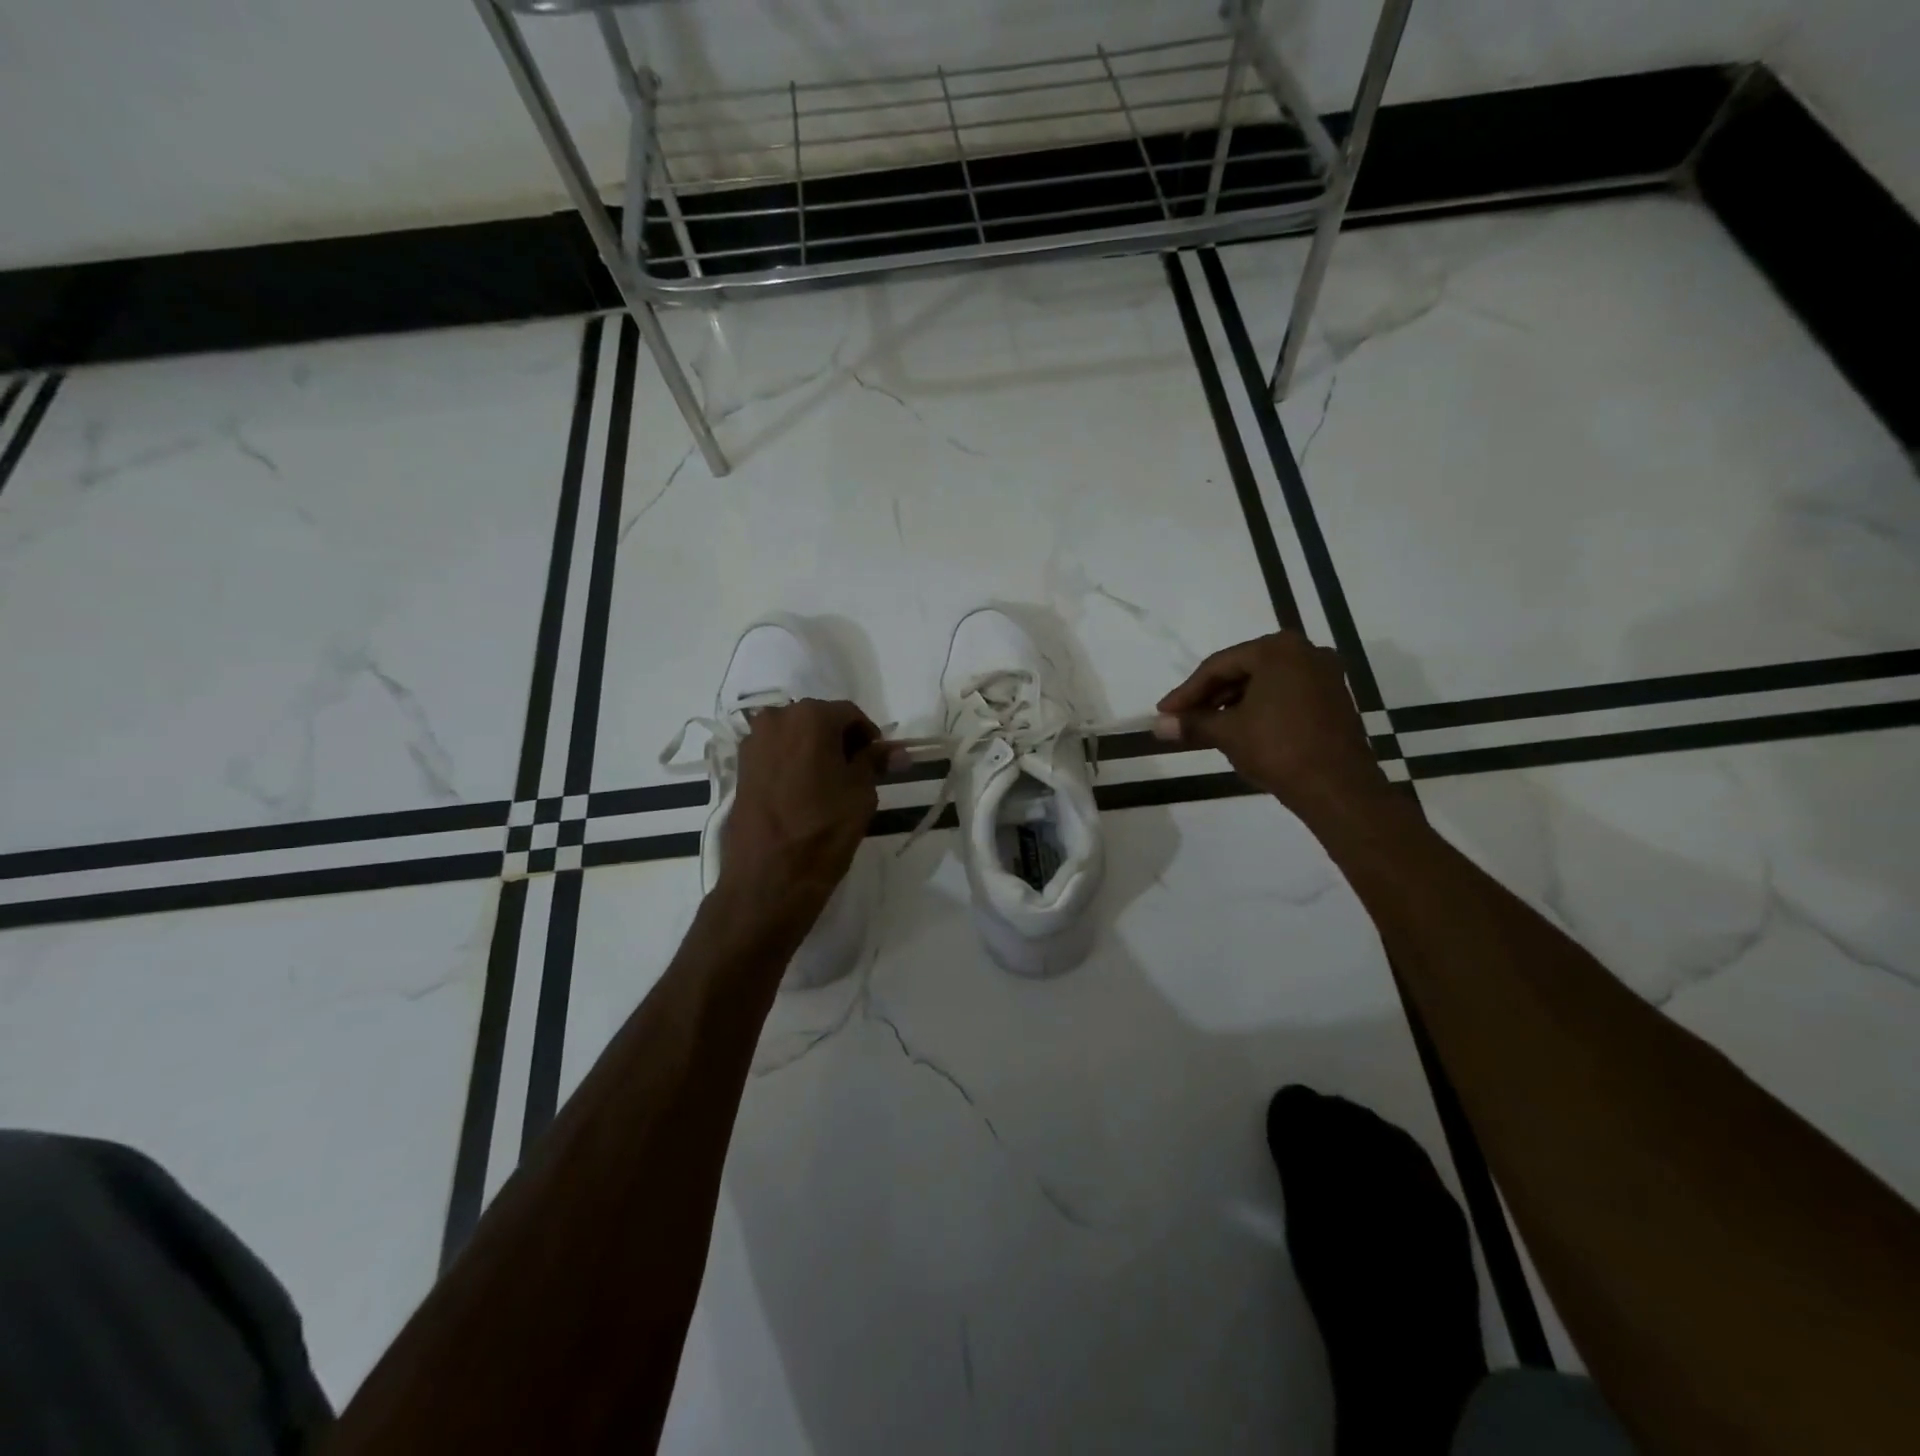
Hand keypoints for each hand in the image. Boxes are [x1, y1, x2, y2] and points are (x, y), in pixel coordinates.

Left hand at [720, 699, 884, 916]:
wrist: (768, 877)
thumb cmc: (824, 829)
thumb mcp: (861, 793)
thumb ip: (876, 762)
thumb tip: (899, 750)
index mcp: (810, 716)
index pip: (851, 714)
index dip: (869, 736)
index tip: (879, 761)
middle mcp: (776, 718)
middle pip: (819, 720)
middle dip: (840, 741)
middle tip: (857, 773)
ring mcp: (752, 743)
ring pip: (795, 737)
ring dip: (815, 751)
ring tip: (830, 786)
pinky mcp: (740, 768)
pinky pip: (776, 754)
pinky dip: (793, 764)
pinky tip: (804, 793)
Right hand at [1154, 633, 1388, 822]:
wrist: (1338, 787)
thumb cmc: (1278, 749)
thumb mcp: (1228, 733)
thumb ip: (1192, 723)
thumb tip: (1157, 726)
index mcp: (1277, 649)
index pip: (1218, 666)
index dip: (1187, 692)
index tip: (1164, 712)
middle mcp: (1305, 652)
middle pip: (1242, 670)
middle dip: (1209, 697)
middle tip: (1182, 719)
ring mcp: (1324, 675)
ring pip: (1263, 683)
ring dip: (1232, 704)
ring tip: (1206, 728)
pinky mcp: (1333, 698)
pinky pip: (1284, 694)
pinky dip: (1258, 708)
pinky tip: (1239, 729)